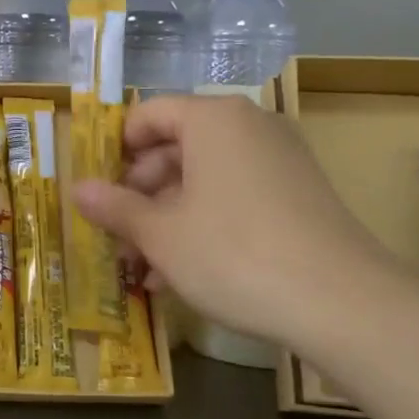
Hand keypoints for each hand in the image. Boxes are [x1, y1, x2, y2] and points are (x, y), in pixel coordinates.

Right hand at [72, 96, 407, 348]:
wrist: (343, 303)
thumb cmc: (234, 254)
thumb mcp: (161, 234)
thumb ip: (115, 207)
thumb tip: (76, 189)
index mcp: (211, 119)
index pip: (147, 116)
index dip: (114, 152)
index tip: (98, 192)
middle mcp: (248, 126)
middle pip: (175, 149)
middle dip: (140, 197)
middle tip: (117, 241)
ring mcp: (279, 160)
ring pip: (203, 180)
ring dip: (166, 220)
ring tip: (143, 270)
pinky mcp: (299, 194)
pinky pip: (235, 197)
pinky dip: (204, 225)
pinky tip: (182, 274)